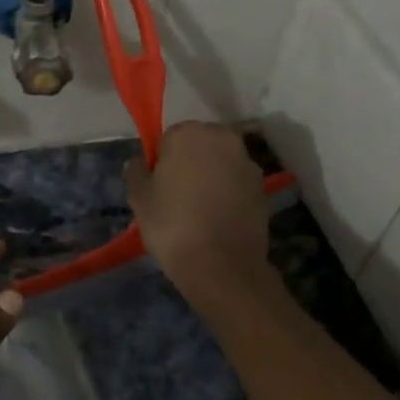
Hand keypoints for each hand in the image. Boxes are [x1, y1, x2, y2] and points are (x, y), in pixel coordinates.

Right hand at [125, 122, 273, 310]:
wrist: (222, 265)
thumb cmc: (172, 225)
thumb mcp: (139, 199)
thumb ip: (136, 172)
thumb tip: (139, 163)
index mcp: (188, 134)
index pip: (168, 139)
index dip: (161, 162)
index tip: (158, 186)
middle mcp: (222, 138)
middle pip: (199, 146)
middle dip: (189, 164)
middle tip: (176, 197)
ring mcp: (247, 163)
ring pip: (220, 164)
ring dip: (211, 178)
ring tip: (198, 211)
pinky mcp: (263, 188)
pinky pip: (237, 184)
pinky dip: (228, 194)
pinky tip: (217, 219)